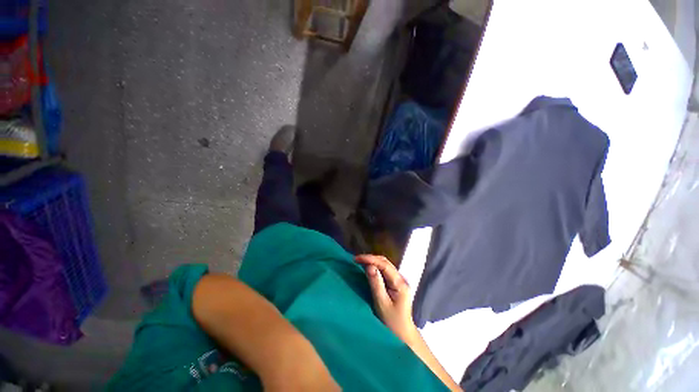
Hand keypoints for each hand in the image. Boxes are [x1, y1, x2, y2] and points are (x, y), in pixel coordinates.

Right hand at [355, 254, 417, 340]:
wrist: (403, 335)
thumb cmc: (392, 322)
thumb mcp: (382, 303)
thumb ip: (376, 284)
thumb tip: (369, 266)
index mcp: (400, 283)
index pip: (384, 265)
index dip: (370, 259)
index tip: (357, 258)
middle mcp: (401, 278)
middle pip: (385, 262)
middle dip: (371, 259)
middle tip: (356, 260)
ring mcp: (399, 281)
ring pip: (385, 265)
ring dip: (373, 262)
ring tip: (360, 262)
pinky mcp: (395, 284)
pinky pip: (384, 271)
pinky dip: (375, 267)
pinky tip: (368, 268)